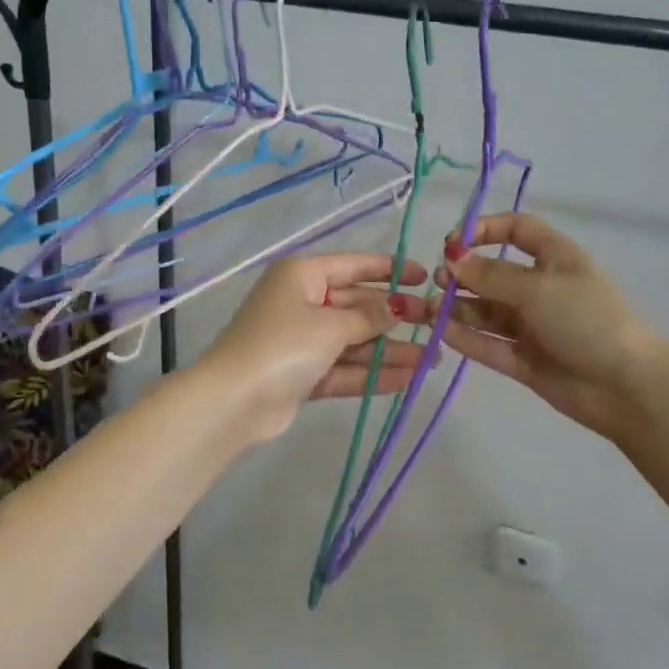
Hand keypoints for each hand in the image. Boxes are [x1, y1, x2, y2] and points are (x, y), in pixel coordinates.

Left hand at [198, 254, 428, 443]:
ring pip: (353, 340)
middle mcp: (302, 302)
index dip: (389, 270)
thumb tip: (397, 307)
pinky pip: (343, 368)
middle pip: (356, 305)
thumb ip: (368, 317)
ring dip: (389, 350)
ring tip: (431, 360)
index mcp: (302, 276)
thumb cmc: (283, 345)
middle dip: (395, 317)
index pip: (353, 266)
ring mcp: (301, 340)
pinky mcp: (303, 374)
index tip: (423, 277)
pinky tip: (407, 379)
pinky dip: (371, 373)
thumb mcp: (330, 325)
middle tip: (435, 324)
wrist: (233, 401)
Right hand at [409, 213, 668, 439]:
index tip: (454, 241)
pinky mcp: (525, 360)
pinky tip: (441, 332)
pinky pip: (489, 344)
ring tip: (429, 310)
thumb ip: (491, 275)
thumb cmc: (587, 320)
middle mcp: (541, 289)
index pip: (518, 230)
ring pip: (487, 311)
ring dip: (458, 307)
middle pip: (494, 273)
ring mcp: (532, 326)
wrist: (626, 386)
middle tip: (438, 281)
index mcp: (555, 259)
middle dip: (464, 274)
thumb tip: (452, 258)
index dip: (486, 229)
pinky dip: (466, 338)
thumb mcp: (538, 288)